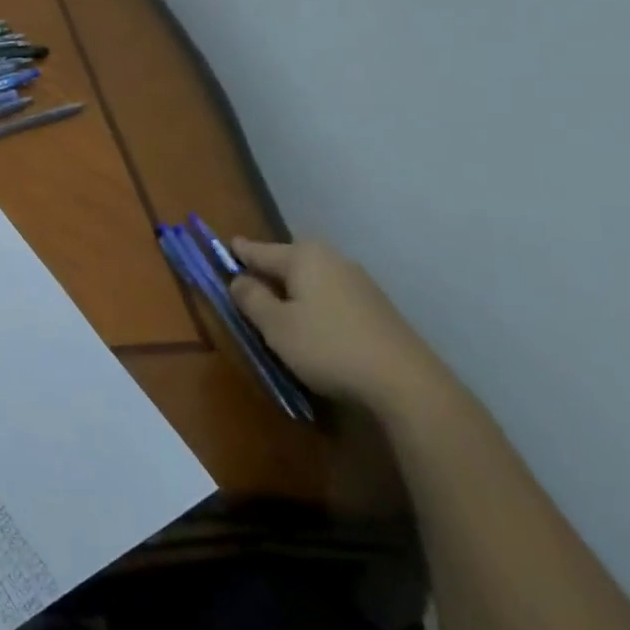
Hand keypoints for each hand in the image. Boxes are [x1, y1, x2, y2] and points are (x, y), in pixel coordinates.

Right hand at [228, 238, 450, 419]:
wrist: (406, 382)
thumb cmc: (327, 346)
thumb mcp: (275, 325)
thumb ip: (251, 298)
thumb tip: (239, 279)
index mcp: (303, 256)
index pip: (259, 250)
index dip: (238, 252)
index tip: (224, 247)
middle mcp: (332, 259)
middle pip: (288, 260)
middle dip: (267, 270)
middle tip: (246, 284)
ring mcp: (359, 282)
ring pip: (311, 279)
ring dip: (292, 290)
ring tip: (276, 308)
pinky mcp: (376, 307)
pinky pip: (331, 295)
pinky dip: (314, 303)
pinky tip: (312, 325)